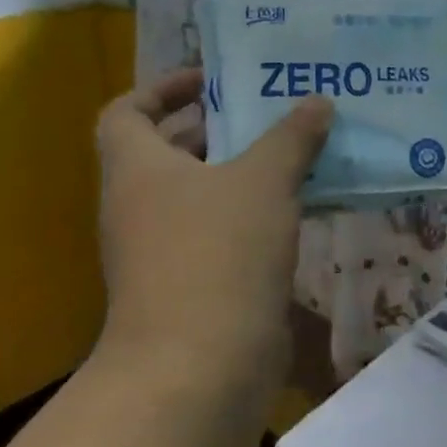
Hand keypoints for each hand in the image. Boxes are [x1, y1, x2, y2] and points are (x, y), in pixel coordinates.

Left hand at [95, 70, 332, 389]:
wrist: (200, 365)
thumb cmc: (219, 252)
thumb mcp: (264, 180)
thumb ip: (292, 136)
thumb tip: (318, 100)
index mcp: (138, 167)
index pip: (128, 110)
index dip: (164, 87)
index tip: (214, 81)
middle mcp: (141, 204)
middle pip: (171, 149)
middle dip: (221, 127)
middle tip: (274, 109)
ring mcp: (164, 248)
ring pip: (203, 192)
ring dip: (245, 170)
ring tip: (298, 150)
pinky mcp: (193, 283)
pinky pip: (222, 230)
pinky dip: (254, 212)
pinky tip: (300, 205)